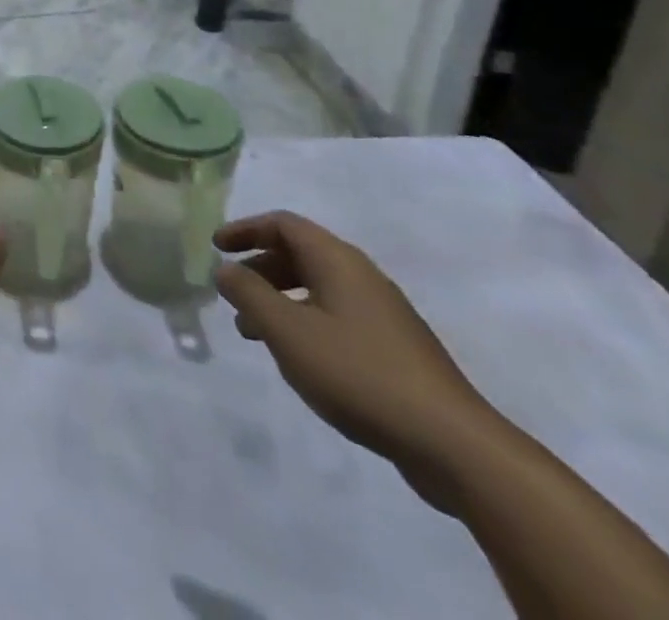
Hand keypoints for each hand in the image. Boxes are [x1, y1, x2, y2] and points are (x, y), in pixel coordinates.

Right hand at [214, 212, 498, 501]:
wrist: (453, 445)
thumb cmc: (358, 373)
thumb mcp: (287, 330)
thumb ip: (248, 293)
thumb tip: (225, 270)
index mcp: (338, 261)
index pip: (283, 224)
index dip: (246, 229)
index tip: (216, 247)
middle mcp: (362, 277)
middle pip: (300, 254)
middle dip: (260, 268)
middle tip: (232, 291)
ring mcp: (383, 315)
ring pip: (318, 289)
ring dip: (279, 300)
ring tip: (254, 332)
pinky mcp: (395, 350)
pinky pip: (336, 317)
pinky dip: (304, 323)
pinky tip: (298, 358)